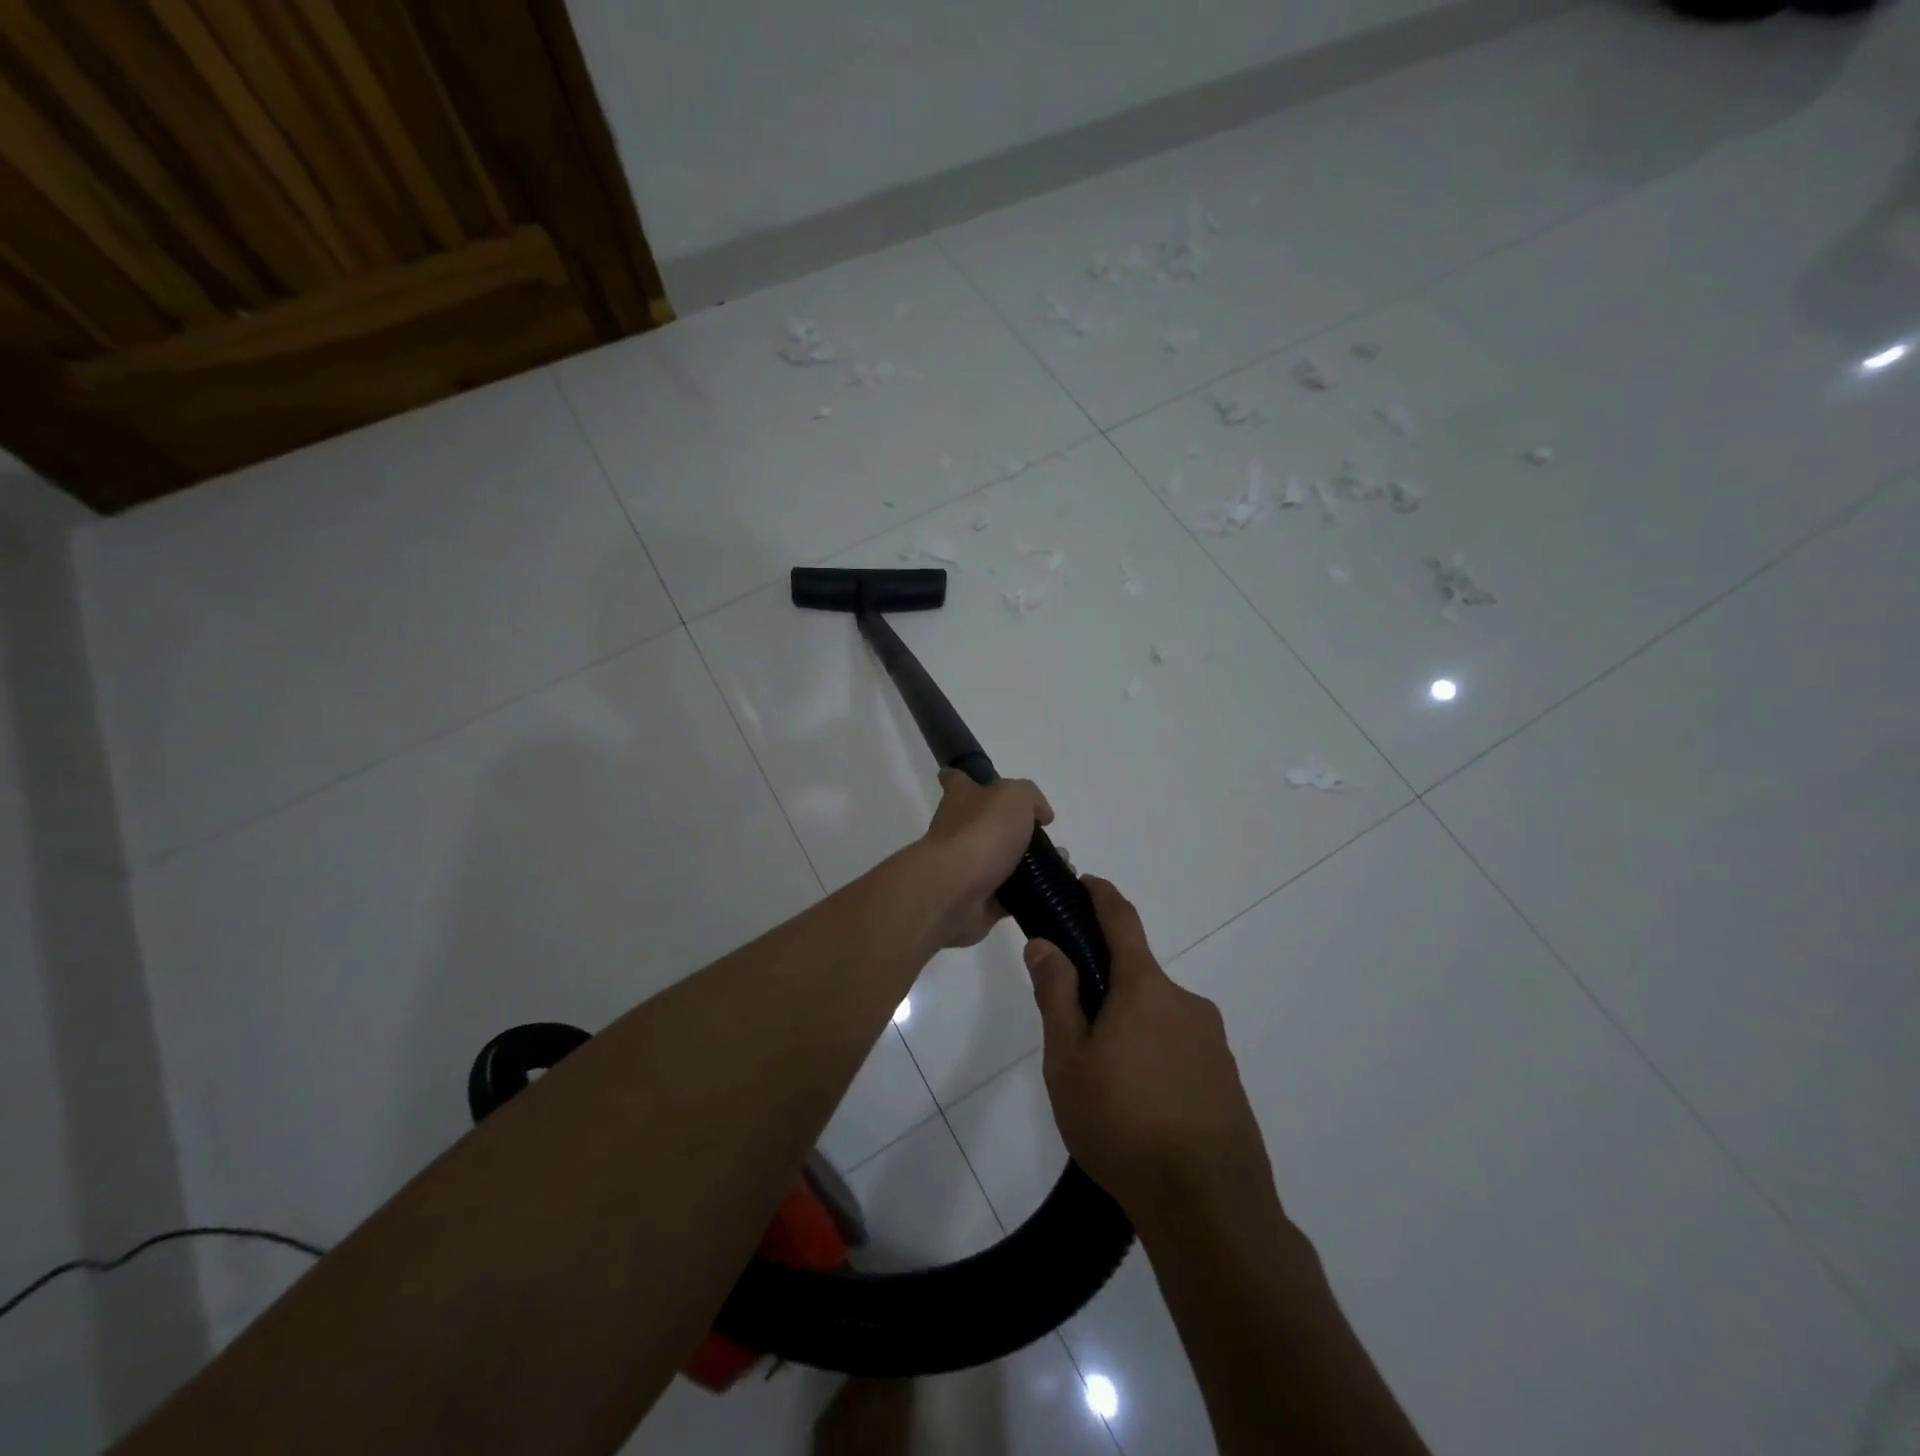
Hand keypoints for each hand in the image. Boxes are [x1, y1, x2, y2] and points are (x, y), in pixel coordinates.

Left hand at [918, 770, 1051, 946]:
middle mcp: (959, 831)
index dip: (967, 778)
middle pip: (987, 825)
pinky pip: (1010, 896)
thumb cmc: (981, 832)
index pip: (957, 781)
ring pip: (1004, 862)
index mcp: (961, 799)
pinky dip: (1031, 894)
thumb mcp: (1014, 795)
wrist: (956, 891)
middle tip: (1049, 838)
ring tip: (1063, 865)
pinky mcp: (979, 902)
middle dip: (1018, 831)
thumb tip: (1040, 814)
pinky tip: (1054, 891)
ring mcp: (967, 868)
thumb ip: (1030, 797)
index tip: (983, 783)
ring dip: (1032, 865)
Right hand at [1025, 877, 1275, 1233]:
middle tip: (1075, 1036)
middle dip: (1106, 991)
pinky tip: (1141, 1108)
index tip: (1087, 882)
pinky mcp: (1227, 1078)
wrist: (1209, 1207)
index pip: (1122, 921)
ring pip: (1158, 1018)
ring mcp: (1213, 1041)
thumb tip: (1045, 943)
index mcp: (1145, 988)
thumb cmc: (1123, 1124)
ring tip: (1106, 1085)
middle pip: (1137, 978)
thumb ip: (1057, 995)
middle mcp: (1185, 1001)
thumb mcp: (1069, 1060)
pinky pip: (1180, 1050)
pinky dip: (1156, 1059)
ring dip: (1131, 1030)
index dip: (1102, 896)